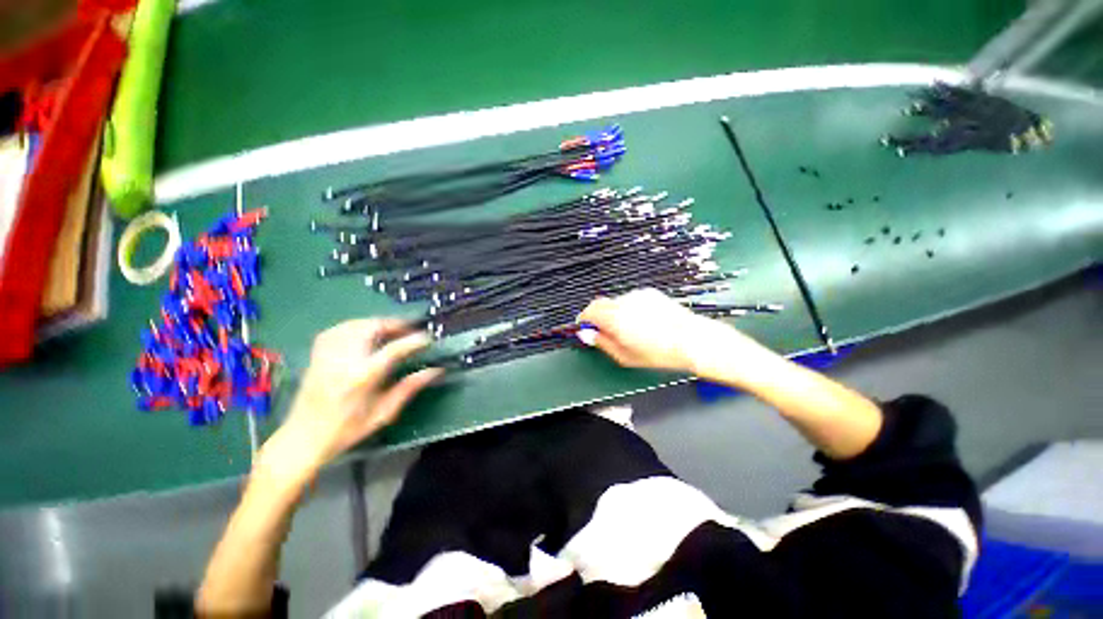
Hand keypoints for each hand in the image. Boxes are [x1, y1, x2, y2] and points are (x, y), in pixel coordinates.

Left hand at [257, 319, 440, 486]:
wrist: (302, 439)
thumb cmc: (347, 430)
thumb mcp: (383, 413)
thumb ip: (409, 388)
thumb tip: (435, 371)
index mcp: (362, 378)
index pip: (394, 349)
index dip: (414, 340)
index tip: (428, 338)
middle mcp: (343, 361)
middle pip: (371, 327)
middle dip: (395, 324)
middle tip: (410, 330)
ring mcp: (327, 356)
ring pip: (354, 324)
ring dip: (376, 323)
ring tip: (391, 329)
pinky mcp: (317, 355)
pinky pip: (337, 329)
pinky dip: (355, 326)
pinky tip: (364, 332)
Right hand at [577, 288, 736, 372]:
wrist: (692, 340)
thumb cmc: (658, 353)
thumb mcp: (625, 356)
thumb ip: (602, 343)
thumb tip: (587, 334)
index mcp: (615, 318)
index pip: (589, 311)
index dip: (584, 320)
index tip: (586, 329)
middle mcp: (623, 302)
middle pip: (600, 304)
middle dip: (598, 317)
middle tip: (605, 332)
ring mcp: (637, 295)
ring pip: (616, 302)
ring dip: (614, 313)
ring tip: (630, 329)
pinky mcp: (649, 293)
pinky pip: (630, 300)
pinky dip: (629, 309)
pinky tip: (643, 321)